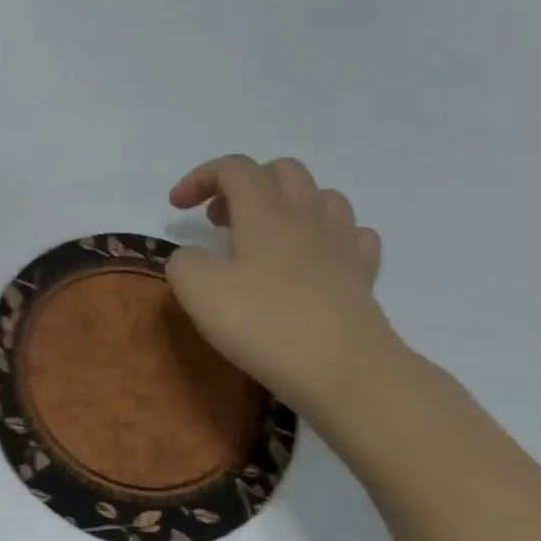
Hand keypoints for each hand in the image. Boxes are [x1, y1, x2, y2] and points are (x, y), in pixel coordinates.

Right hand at [165, 154, 401, 418]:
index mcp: (264, 212)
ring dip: (288, 204)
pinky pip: (353, 235)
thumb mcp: (197, 290)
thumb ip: (184, 262)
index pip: (234, 168)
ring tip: (265, 236)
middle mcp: (306, 217)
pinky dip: (328, 236)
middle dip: (245, 184)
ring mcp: (342, 244)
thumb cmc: (264, 323)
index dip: (200, 178)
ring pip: (322, 196)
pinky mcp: (363, 277)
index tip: (177, 208)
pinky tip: (312, 259)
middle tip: (219, 220)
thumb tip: (193, 257)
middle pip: (282, 170)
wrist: (345, 372)